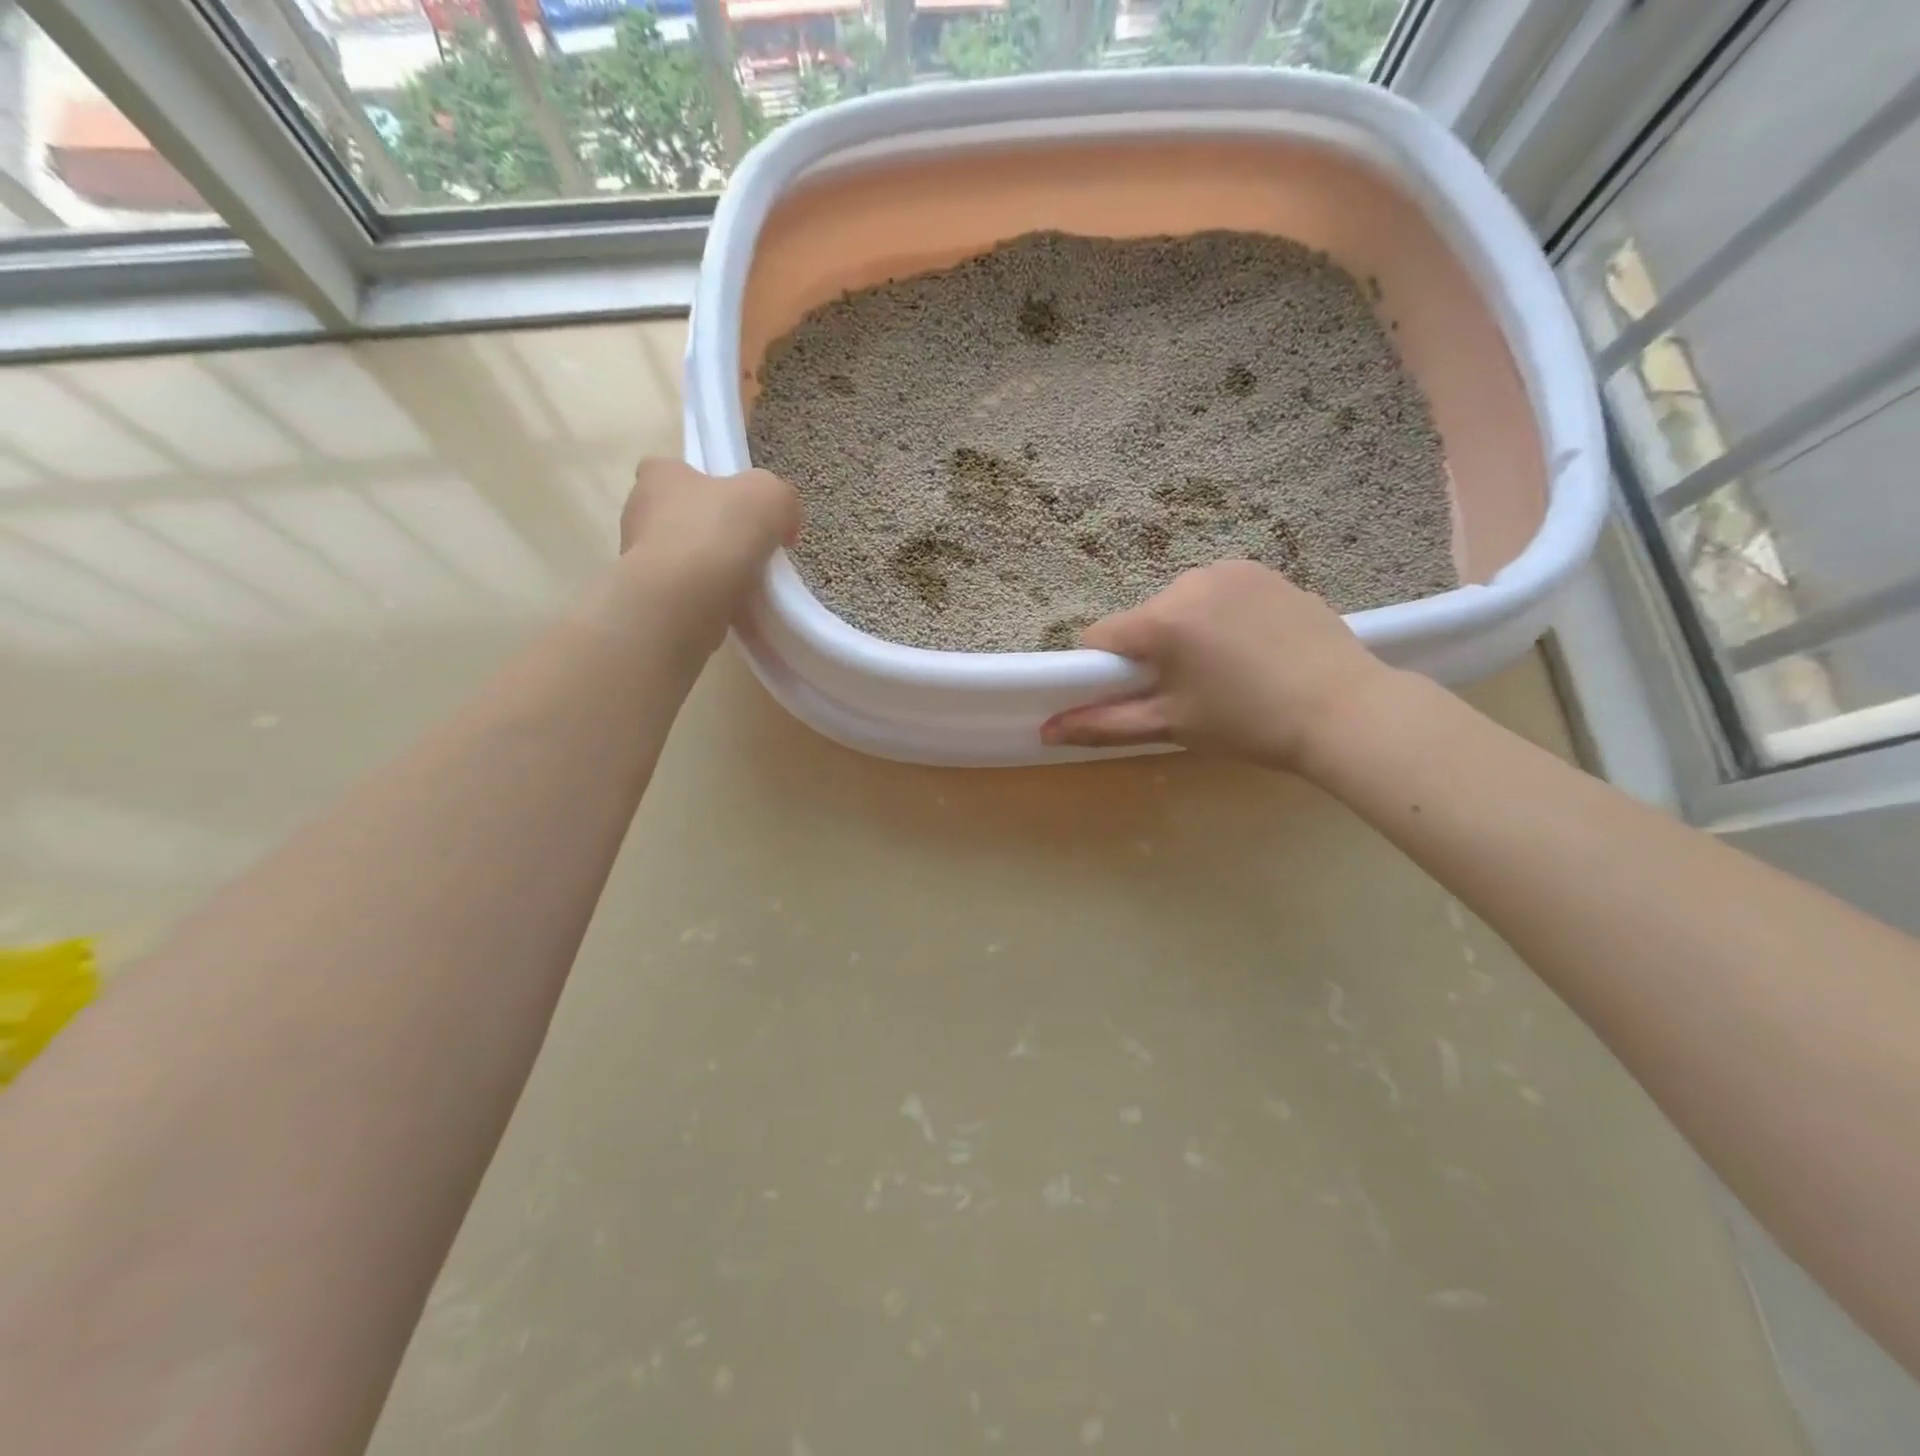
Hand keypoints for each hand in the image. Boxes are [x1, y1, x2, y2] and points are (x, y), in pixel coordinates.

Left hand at [619, 459, 800, 601]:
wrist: (682, 600)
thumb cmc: (718, 533)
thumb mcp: (770, 496)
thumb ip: (780, 498)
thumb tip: (782, 521)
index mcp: (659, 475)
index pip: (676, 471)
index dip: (708, 487)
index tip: (739, 510)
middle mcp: (638, 512)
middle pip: (680, 517)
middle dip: (711, 533)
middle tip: (748, 551)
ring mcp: (637, 558)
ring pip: (681, 559)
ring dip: (709, 570)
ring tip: (745, 587)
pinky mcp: (647, 597)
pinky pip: (682, 594)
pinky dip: (705, 600)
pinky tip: (731, 609)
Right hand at [1040, 560, 1396, 771]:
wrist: (1344, 710)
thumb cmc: (1248, 723)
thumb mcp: (1170, 726)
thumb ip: (1102, 724)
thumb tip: (1045, 730)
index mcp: (1161, 620)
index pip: (1099, 638)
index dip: (1104, 670)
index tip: (1134, 694)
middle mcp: (1188, 581)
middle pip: (1142, 619)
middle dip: (1151, 651)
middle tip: (1190, 689)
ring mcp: (1230, 569)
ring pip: (1179, 604)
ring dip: (1186, 631)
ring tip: (1226, 668)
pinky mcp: (1264, 569)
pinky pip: (1218, 592)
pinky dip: (1220, 616)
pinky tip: (1253, 646)